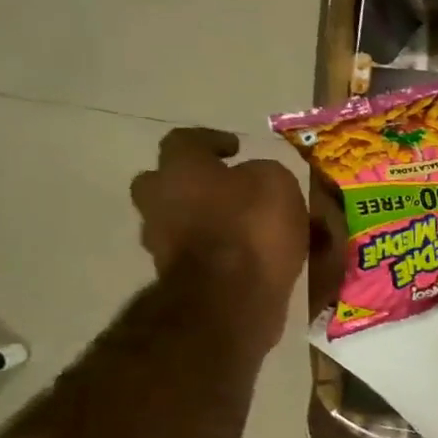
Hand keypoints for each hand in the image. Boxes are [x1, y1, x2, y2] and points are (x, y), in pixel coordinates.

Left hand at [131, 127, 308, 308]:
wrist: (230, 297)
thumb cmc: (252, 228)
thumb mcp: (277, 184)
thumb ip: (264, 173)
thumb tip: (257, 178)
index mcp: (180, 168)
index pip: (185, 140)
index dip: (212, 140)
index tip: (236, 148)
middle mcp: (159, 199)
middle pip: (165, 181)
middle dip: (193, 182)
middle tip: (227, 189)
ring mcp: (161, 241)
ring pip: (179, 219)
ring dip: (204, 219)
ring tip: (244, 228)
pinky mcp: (176, 276)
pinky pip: (195, 252)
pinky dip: (215, 250)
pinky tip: (244, 256)